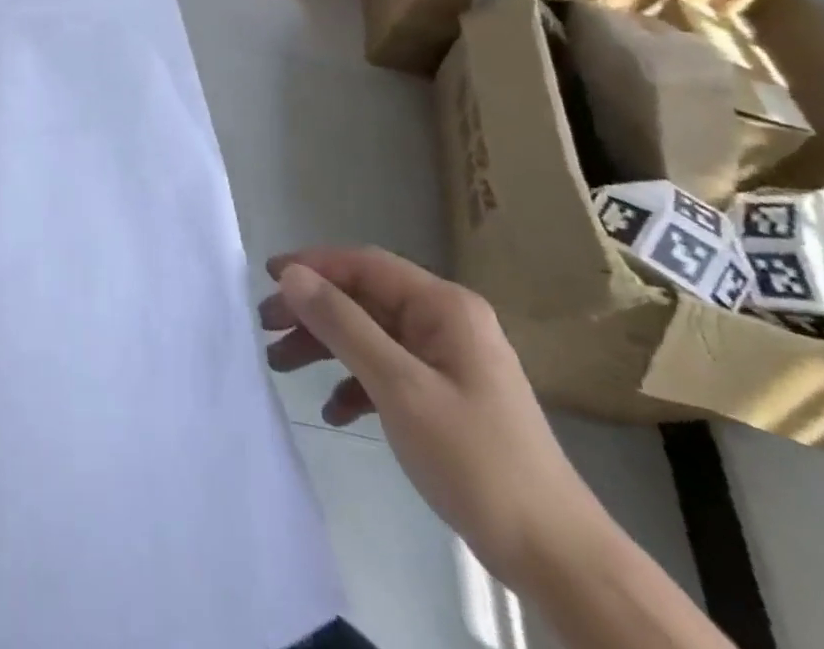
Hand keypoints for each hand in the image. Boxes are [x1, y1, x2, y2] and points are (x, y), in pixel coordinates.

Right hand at [259, 247, 609, 589]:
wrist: (557, 557)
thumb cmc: (476, 459)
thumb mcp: (399, 387)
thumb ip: (342, 325)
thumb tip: (291, 275)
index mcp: (444, 307)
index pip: (365, 265)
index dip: (313, 265)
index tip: (266, 278)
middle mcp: (446, 322)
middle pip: (364, 299)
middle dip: (313, 311)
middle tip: (265, 327)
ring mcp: (448, 360)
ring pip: (370, 335)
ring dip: (326, 347)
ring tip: (281, 366)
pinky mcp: (446, 397)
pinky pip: (387, 372)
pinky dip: (354, 383)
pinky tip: (333, 411)